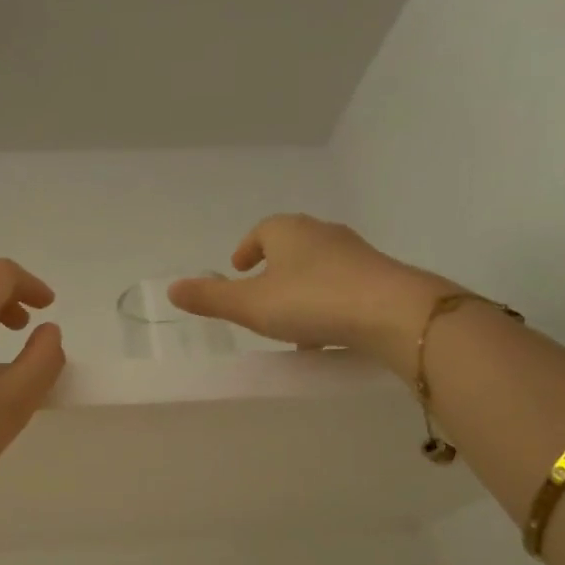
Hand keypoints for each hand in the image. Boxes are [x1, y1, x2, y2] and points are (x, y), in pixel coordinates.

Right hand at [168, 214, 454, 370]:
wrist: (392, 312)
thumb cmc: (311, 301)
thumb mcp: (250, 305)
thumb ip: (210, 298)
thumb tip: (172, 288)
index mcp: (288, 231)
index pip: (262, 231)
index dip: (247, 249)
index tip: (238, 268)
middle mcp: (323, 234)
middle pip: (292, 246)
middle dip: (275, 269)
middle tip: (261, 294)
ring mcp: (356, 253)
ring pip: (319, 267)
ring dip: (302, 288)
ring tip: (293, 322)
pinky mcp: (380, 277)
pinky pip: (343, 286)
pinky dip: (328, 302)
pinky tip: (327, 333)